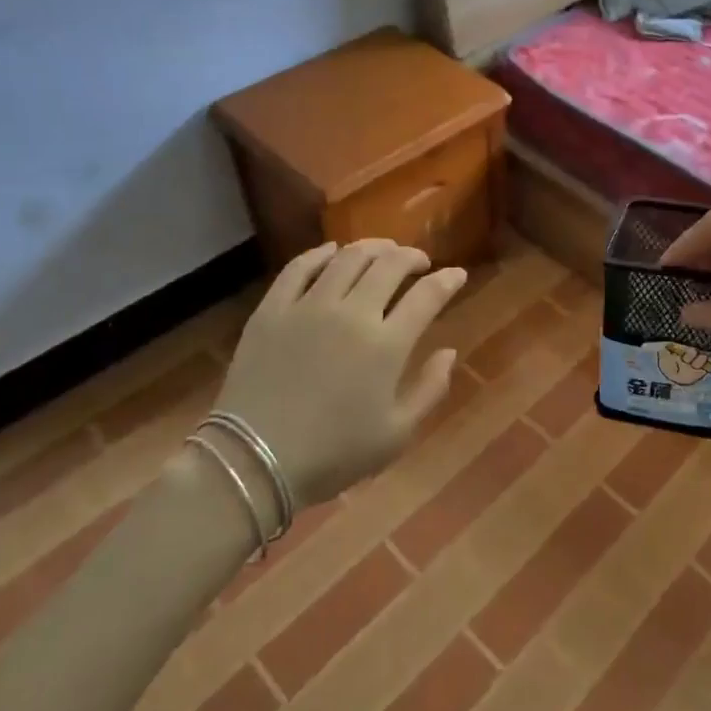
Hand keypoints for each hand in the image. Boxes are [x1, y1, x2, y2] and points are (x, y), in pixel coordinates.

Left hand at [212, 239, 465, 511]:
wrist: (252, 463)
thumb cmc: (332, 455)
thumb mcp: (396, 435)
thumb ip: (430, 389)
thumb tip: (449, 351)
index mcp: (386, 345)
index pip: (427, 296)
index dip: (447, 280)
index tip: (457, 274)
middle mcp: (352, 313)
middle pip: (390, 265)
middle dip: (412, 256)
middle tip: (419, 262)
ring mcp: (309, 306)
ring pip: (348, 257)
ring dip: (373, 247)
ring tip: (383, 251)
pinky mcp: (272, 309)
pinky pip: (299, 267)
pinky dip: (321, 253)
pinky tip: (332, 252)